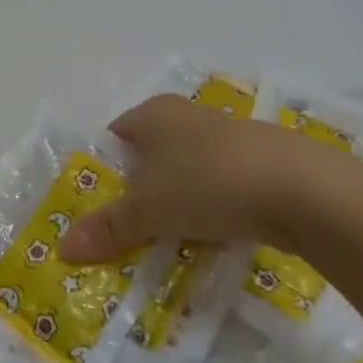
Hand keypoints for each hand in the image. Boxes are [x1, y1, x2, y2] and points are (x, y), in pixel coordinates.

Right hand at [56, 94, 361, 262]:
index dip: (104, 171)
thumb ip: (107, 228)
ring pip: (188, 172)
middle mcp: (187, 115)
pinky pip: (222, 186)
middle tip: (132, 231)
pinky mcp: (260, 161)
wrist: (301, 189)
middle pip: (151, 156)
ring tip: (173, 241)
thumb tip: (61, 248)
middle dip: (141, 192)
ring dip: (179, 204)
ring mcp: (227, 136)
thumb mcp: (147, 211)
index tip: (101, 208)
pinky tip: (217, 237)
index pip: (115, 136)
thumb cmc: (206, 183)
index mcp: (153, 113)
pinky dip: (214, 209)